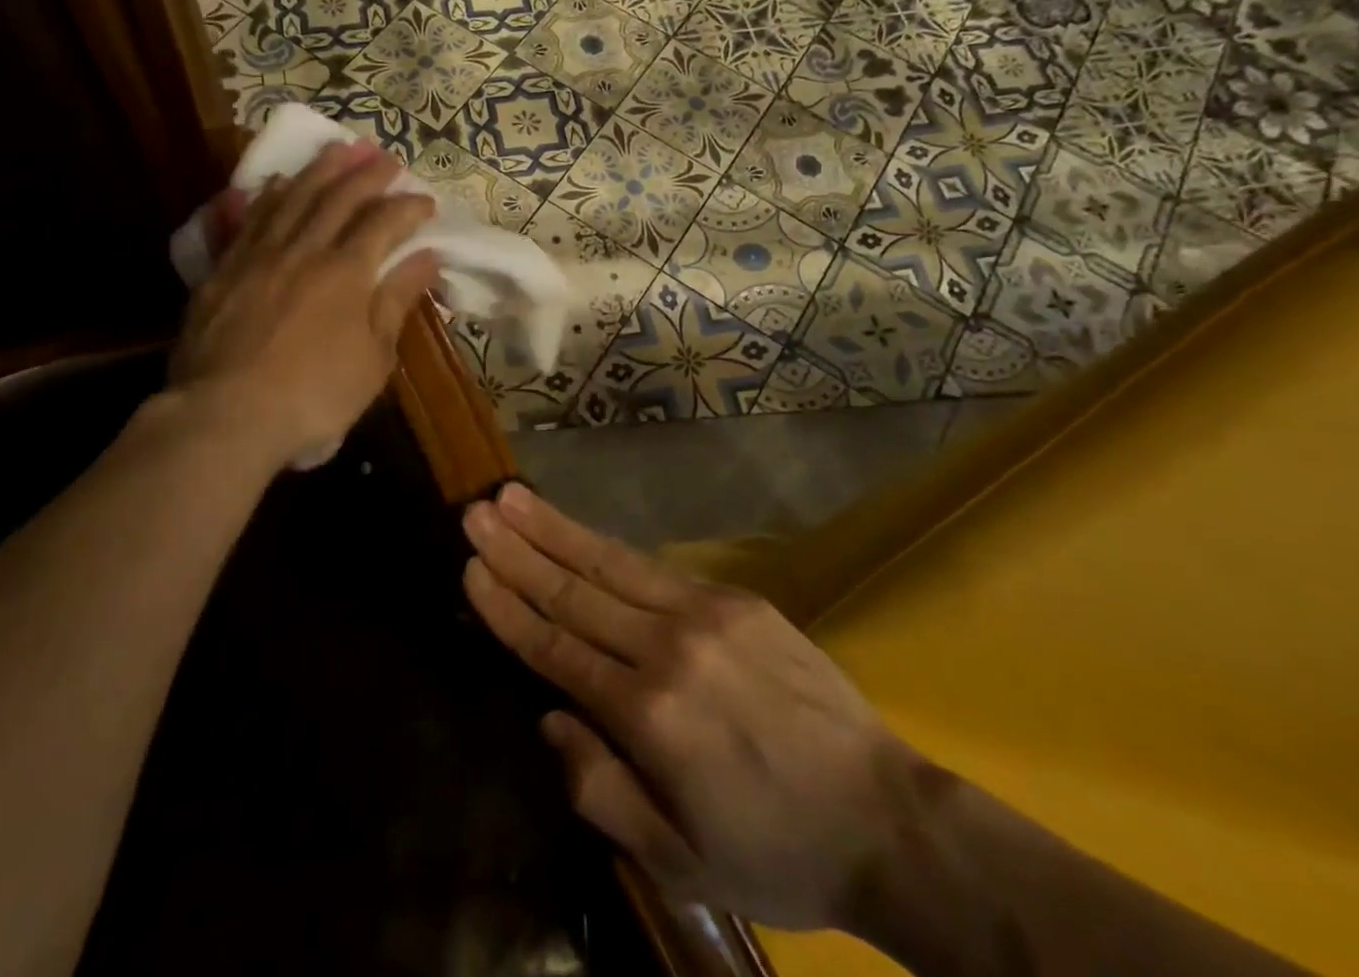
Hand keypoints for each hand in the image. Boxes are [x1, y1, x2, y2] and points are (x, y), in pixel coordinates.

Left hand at [170, 140, 441, 465]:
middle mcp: (303, 249)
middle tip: (386, 157)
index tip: (426, 201)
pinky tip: (276, 183)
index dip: (409, 207)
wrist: (226, 416)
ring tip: (338, 149)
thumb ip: (397, 300)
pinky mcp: (223, 270)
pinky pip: (248, 220)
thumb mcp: (374, 357)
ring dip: (319, 170)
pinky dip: (266, 196)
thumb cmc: (315, 396)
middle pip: (338, 197)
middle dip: (367, 173)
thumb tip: (426, 256)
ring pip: (292, 197)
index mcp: (346, 271)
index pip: (384, 222)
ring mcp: (258, 255)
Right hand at [460, 483, 914, 931]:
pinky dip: (606, 546)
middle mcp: (669, 648)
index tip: (470, 566)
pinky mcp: (735, 598)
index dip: (507, 605)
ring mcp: (705, 613)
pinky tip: (578, 530)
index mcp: (649, 715)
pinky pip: (654, 567)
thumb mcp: (680, 861)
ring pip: (610, 562)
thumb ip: (601, 790)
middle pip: (575, 589)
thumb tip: (550, 718)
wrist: (888, 820)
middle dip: (519, 548)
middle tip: (476, 510)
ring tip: (512, 497)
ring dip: (555, 528)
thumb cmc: (775, 851)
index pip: (556, 646)